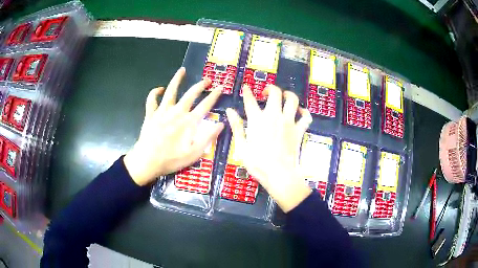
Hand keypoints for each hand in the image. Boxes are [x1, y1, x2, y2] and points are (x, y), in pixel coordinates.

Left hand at [124, 67, 223, 185]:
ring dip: (177, 79)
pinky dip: (155, 92)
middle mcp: (177, 112)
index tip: (221, 87)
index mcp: (189, 122)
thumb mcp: (194, 153)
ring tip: (182, 70)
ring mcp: (162, 111)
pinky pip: (152, 100)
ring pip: (171, 91)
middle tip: (207, 79)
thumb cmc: (171, 160)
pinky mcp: (151, 114)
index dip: (214, 95)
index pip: (205, 105)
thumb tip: (221, 123)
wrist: (147, 161)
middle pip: (191, 94)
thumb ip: (208, 137)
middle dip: (200, 85)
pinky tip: (159, 89)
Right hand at [226, 85, 312, 212]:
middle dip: (270, 89)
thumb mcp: (242, 146)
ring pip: (292, 100)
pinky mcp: (299, 130)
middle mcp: (274, 116)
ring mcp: (289, 122)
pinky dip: (305, 112)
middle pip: (275, 93)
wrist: (279, 174)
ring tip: (284, 97)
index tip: (246, 87)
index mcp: (257, 120)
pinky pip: (306, 117)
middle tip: (266, 94)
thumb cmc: (258, 163)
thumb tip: (230, 112)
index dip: (247, 92)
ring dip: (288, 95)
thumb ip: (236, 127)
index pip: (250, 101)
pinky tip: (301, 112)